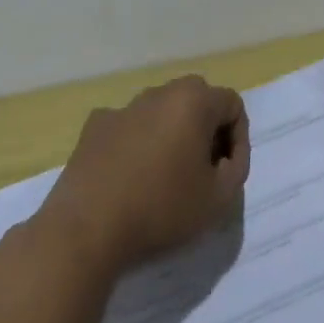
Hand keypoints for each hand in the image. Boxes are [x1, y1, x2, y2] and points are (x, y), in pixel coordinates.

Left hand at [39, 76, 249, 274]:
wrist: (86, 230)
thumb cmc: (161, 208)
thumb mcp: (219, 198)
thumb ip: (236, 169)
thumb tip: (225, 158)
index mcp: (194, 101)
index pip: (232, 105)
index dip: (238, 139)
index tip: (226, 172)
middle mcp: (160, 93)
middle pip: (197, 99)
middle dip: (206, 129)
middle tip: (202, 169)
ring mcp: (124, 107)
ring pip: (161, 110)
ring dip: (171, 133)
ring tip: (165, 175)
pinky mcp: (94, 127)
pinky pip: (128, 126)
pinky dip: (136, 142)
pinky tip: (129, 175)